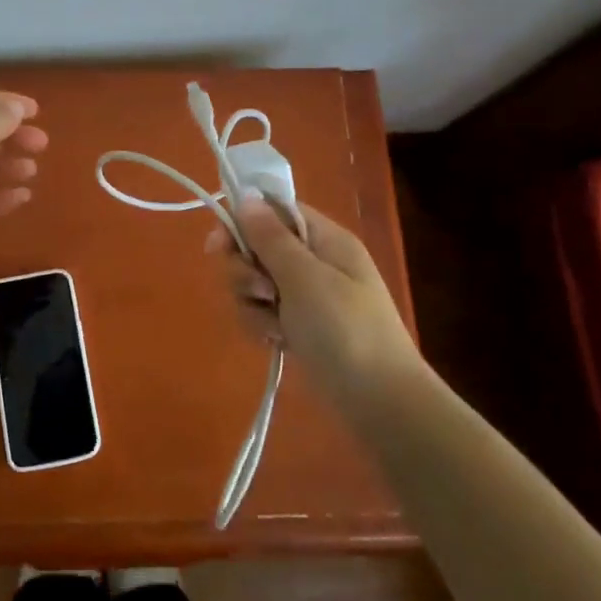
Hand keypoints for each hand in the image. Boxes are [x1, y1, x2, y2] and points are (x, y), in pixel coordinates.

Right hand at [206, 198, 418, 381]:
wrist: (380, 403)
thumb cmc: (345, 330)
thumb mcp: (304, 277)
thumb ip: (270, 237)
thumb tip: (247, 196)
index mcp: (324, 239)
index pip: (275, 210)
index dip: (243, 221)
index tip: (220, 244)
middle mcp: (313, 261)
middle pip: (257, 246)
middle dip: (245, 270)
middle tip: (260, 292)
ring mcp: (306, 296)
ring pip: (254, 282)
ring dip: (251, 302)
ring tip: (274, 326)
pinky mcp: (299, 326)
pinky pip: (263, 311)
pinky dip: (262, 325)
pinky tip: (275, 341)